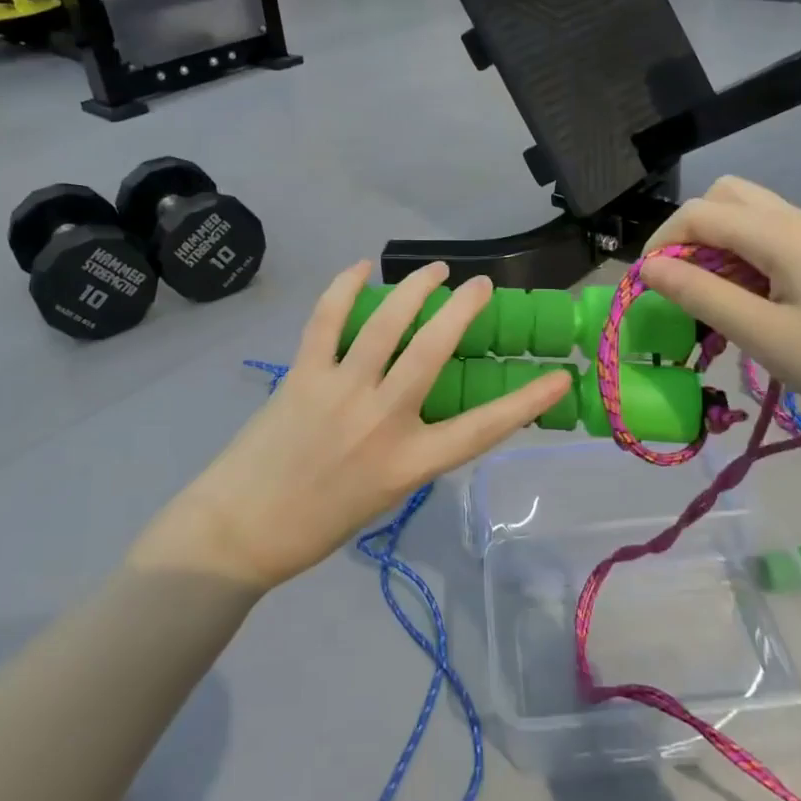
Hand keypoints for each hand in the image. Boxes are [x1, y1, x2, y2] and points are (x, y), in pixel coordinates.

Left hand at [139, 261, 568, 589]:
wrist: (241, 531)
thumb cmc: (318, 524)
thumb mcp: (385, 494)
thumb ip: (411, 448)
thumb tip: (425, 404)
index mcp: (408, 463)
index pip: (482, 428)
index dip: (526, 401)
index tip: (559, 376)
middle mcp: (382, 420)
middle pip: (433, 351)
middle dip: (463, 310)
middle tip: (480, 286)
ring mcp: (340, 392)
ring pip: (386, 324)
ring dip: (415, 288)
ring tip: (434, 270)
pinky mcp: (303, 375)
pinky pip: (327, 320)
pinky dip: (344, 288)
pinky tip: (361, 268)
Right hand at [639, 177, 800, 432]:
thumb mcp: (764, 334)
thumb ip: (701, 295)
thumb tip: (649, 268)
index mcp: (778, 232)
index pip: (697, 213)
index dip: (662, 244)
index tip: (649, 289)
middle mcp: (795, 219)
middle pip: (722, 197)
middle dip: (688, 233)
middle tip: (681, 282)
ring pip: (747, 213)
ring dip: (716, 243)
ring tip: (712, 294)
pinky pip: (769, 235)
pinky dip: (742, 254)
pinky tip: (751, 299)